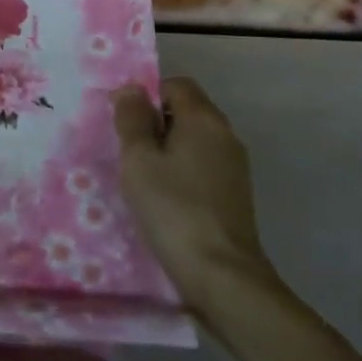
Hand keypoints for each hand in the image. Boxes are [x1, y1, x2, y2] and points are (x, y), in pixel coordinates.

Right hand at [112, 77, 275, 310]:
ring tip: (143, 178)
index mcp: (204, 118)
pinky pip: (203, 166)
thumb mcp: (139, 161)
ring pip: (194, 140)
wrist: (224, 275)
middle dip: (155, 124)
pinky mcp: (236, 194)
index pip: (176, 84)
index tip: (125, 123)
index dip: (148, 95)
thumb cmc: (174, 209)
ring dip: (168, 150)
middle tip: (128, 151)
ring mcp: (235, 166)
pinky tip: (166, 199)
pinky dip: (183, 172)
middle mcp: (225, 134)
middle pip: (186, 111)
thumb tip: (132, 88)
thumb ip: (133, 119)